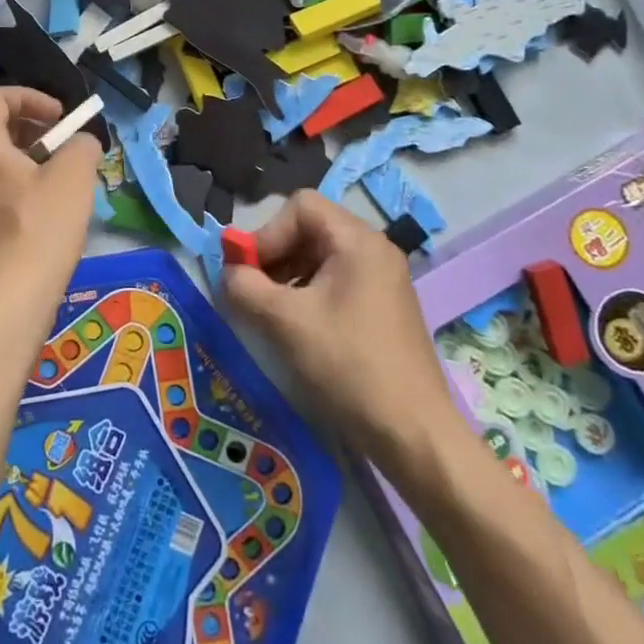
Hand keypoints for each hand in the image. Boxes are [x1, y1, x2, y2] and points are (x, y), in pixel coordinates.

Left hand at [0, 87, 101, 333]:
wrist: (7, 305)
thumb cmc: (39, 230)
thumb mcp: (74, 176)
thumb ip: (82, 144)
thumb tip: (80, 143)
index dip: (32, 97)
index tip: (62, 118)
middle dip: (35, 127)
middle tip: (65, 146)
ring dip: (32, 157)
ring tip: (64, 179)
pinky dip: (22, 183)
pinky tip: (50, 211)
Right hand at [223, 191, 463, 473]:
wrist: (415, 436)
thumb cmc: (348, 367)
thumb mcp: (285, 322)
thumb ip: (245, 286)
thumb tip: (228, 271)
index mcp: (358, 241)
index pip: (300, 207)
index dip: (267, 232)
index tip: (249, 271)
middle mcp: (375, 249)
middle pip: (310, 228)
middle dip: (275, 253)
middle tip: (253, 290)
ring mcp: (382, 279)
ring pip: (321, 256)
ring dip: (288, 275)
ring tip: (271, 311)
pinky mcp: (383, 307)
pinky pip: (336, 280)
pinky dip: (309, 293)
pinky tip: (298, 327)